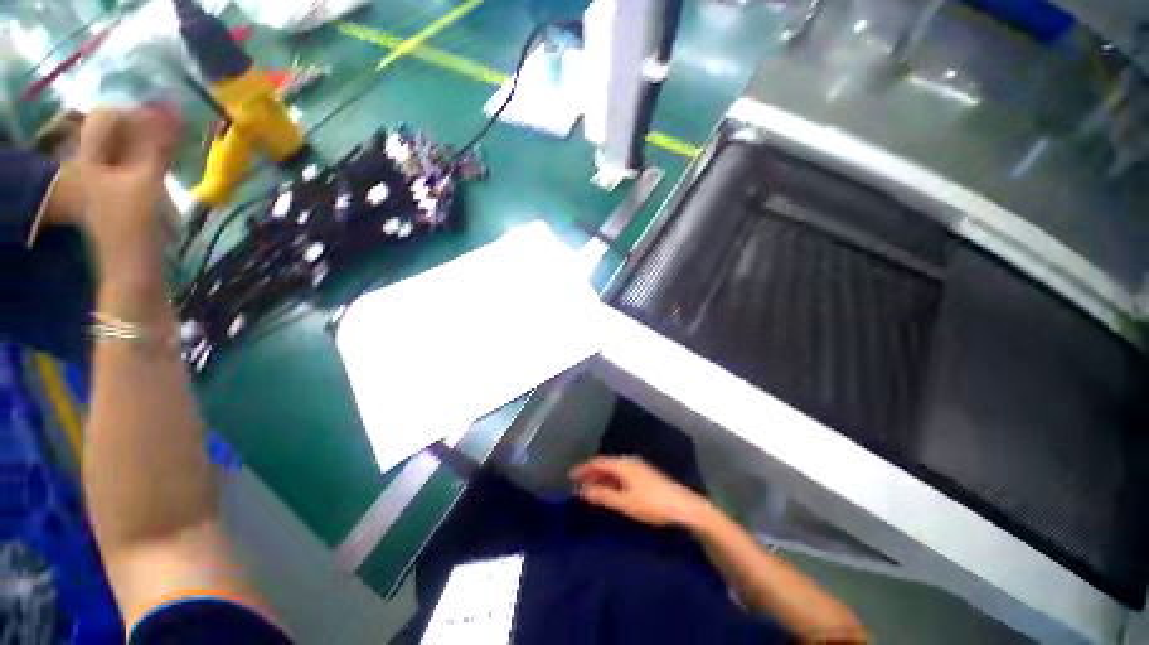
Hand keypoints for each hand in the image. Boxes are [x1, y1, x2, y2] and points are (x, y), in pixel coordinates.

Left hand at [77, 107, 179, 278]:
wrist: (133, 269)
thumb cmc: (135, 225)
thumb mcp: (146, 181)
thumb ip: (157, 145)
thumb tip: (172, 110)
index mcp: (88, 159)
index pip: (105, 118)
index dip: (134, 112)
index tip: (166, 116)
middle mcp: (92, 165)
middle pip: (116, 134)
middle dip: (144, 128)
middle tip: (174, 130)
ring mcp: (106, 183)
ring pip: (126, 150)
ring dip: (150, 144)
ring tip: (175, 146)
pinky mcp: (121, 196)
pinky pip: (134, 167)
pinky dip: (151, 160)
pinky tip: (167, 164)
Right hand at [570, 456, 712, 527]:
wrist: (684, 507)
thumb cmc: (652, 504)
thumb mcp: (625, 502)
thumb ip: (603, 496)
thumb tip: (582, 491)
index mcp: (623, 464)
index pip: (598, 462)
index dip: (583, 468)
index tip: (570, 475)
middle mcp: (629, 461)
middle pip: (605, 463)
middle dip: (591, 472)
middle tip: (577, 482)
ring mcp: (638, 467)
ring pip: (613, 468)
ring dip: (601, 476)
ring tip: (590, 487)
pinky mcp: (645, 475)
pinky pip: (621, 473)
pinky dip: (611, 479)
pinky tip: (610, 489)